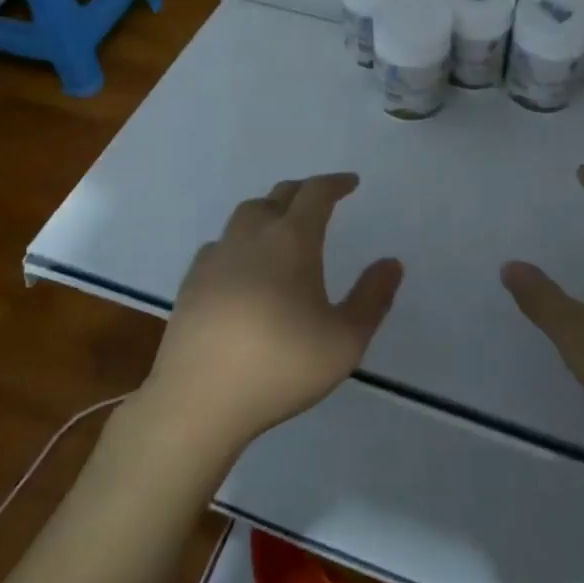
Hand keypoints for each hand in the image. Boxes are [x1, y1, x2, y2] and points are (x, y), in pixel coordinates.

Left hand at [142, 173, 402, 453]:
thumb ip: (372, 298)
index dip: (335, 183)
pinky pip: (220, 244)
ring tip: (282, 226)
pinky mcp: (191, 282)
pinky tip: (242, 264)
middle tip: (320, 200)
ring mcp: (216, 257)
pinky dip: (240, 241)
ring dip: (269, 210)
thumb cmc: (280, 366)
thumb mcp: (344, 341)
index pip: (315, 194)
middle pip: (278, 196)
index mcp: (291, 241)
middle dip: (303, 192)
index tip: (351, 183)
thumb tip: (392, 263)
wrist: (198, 399)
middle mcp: (251, 237)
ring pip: (245, 215)